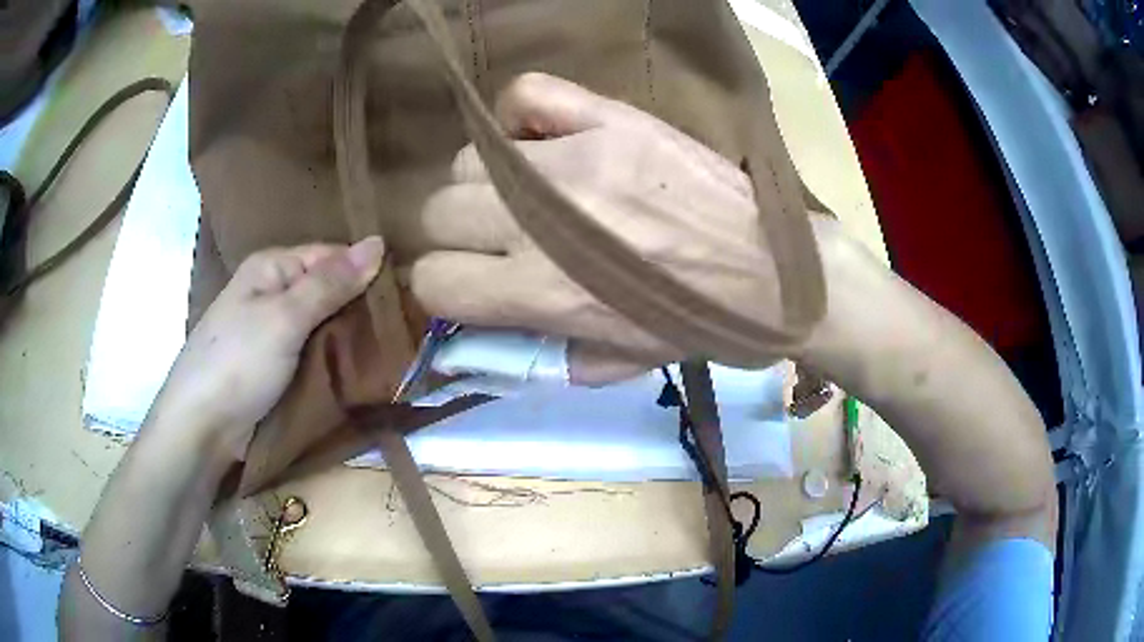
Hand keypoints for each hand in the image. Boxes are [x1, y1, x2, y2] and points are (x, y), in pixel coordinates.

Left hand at [147, 238, 384, 460]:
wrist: (203, 428)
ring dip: (352, 338)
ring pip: (325, 325)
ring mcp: (275, 332)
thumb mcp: (285, 318)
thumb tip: (378, 242)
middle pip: (329, 290)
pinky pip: (315, 353)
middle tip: (407, 327)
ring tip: (396, 350)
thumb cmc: (239, 363)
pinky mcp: (278, 366)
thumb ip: (330, 283)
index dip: (366, 271)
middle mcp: (274, 292)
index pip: (332, 256)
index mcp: (272, 267)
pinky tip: (363, 369)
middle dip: (361, 308)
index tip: (407, 295)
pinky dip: (336, 359)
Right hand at [412, 73, 788, 383]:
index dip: (445, 286)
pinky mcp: (608, 119)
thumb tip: (476, 335)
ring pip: (471, 159)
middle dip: (460, 232)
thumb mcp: (608, 364)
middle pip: (437, 211)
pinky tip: (548, 138)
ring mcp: (572, 159)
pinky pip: (527, 94)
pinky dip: (524, 115)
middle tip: (500, 235)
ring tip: (533, 189)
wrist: (768, 272)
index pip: (432, 281)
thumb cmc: (691, 324)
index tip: (469, 281)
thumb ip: (532, 352)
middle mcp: (537, 222)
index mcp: (536, 292)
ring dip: (490, 181)